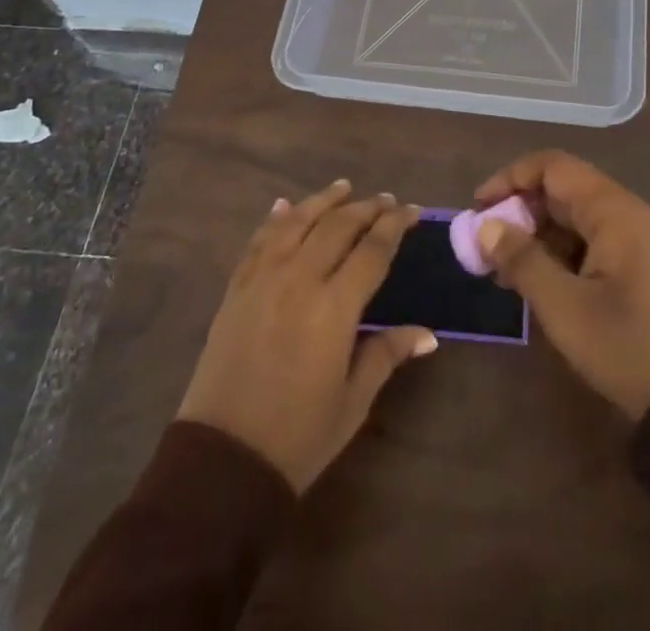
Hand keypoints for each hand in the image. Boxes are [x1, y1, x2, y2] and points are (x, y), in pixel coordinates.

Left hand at [177, 181, 435, 491]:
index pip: (372, 250)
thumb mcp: (352, 402)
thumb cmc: (297, 438)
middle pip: (338, 226)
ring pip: (297, 222)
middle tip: (386, 200)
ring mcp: (263, 280)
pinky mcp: (236, 290)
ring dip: (323, 201)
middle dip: (366, 208)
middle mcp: (299, 280)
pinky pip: (259, 241)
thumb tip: (428, 335)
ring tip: (344, 187)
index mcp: (334, 308)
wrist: (221, 463)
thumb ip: (386, 355)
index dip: (395, 225)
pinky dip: (275, 219)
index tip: (412, 210)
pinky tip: (285, 205)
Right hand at [473, 152, 649, 419]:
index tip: (479, 207)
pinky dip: (556, 250)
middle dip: (520, 209)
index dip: (512, 178)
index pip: (554, 167)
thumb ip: (522, 260)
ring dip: (536, 233)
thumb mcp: (564, 307)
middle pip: (563, 188)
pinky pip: (587, 238)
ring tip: (502, 267)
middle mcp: (627, 212)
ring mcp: (634, 236)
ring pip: (573, 215)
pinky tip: (533, 278)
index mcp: (615, 211)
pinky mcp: (634, 261)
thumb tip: (485, 227)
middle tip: (486, 243)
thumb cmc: (624, 346)